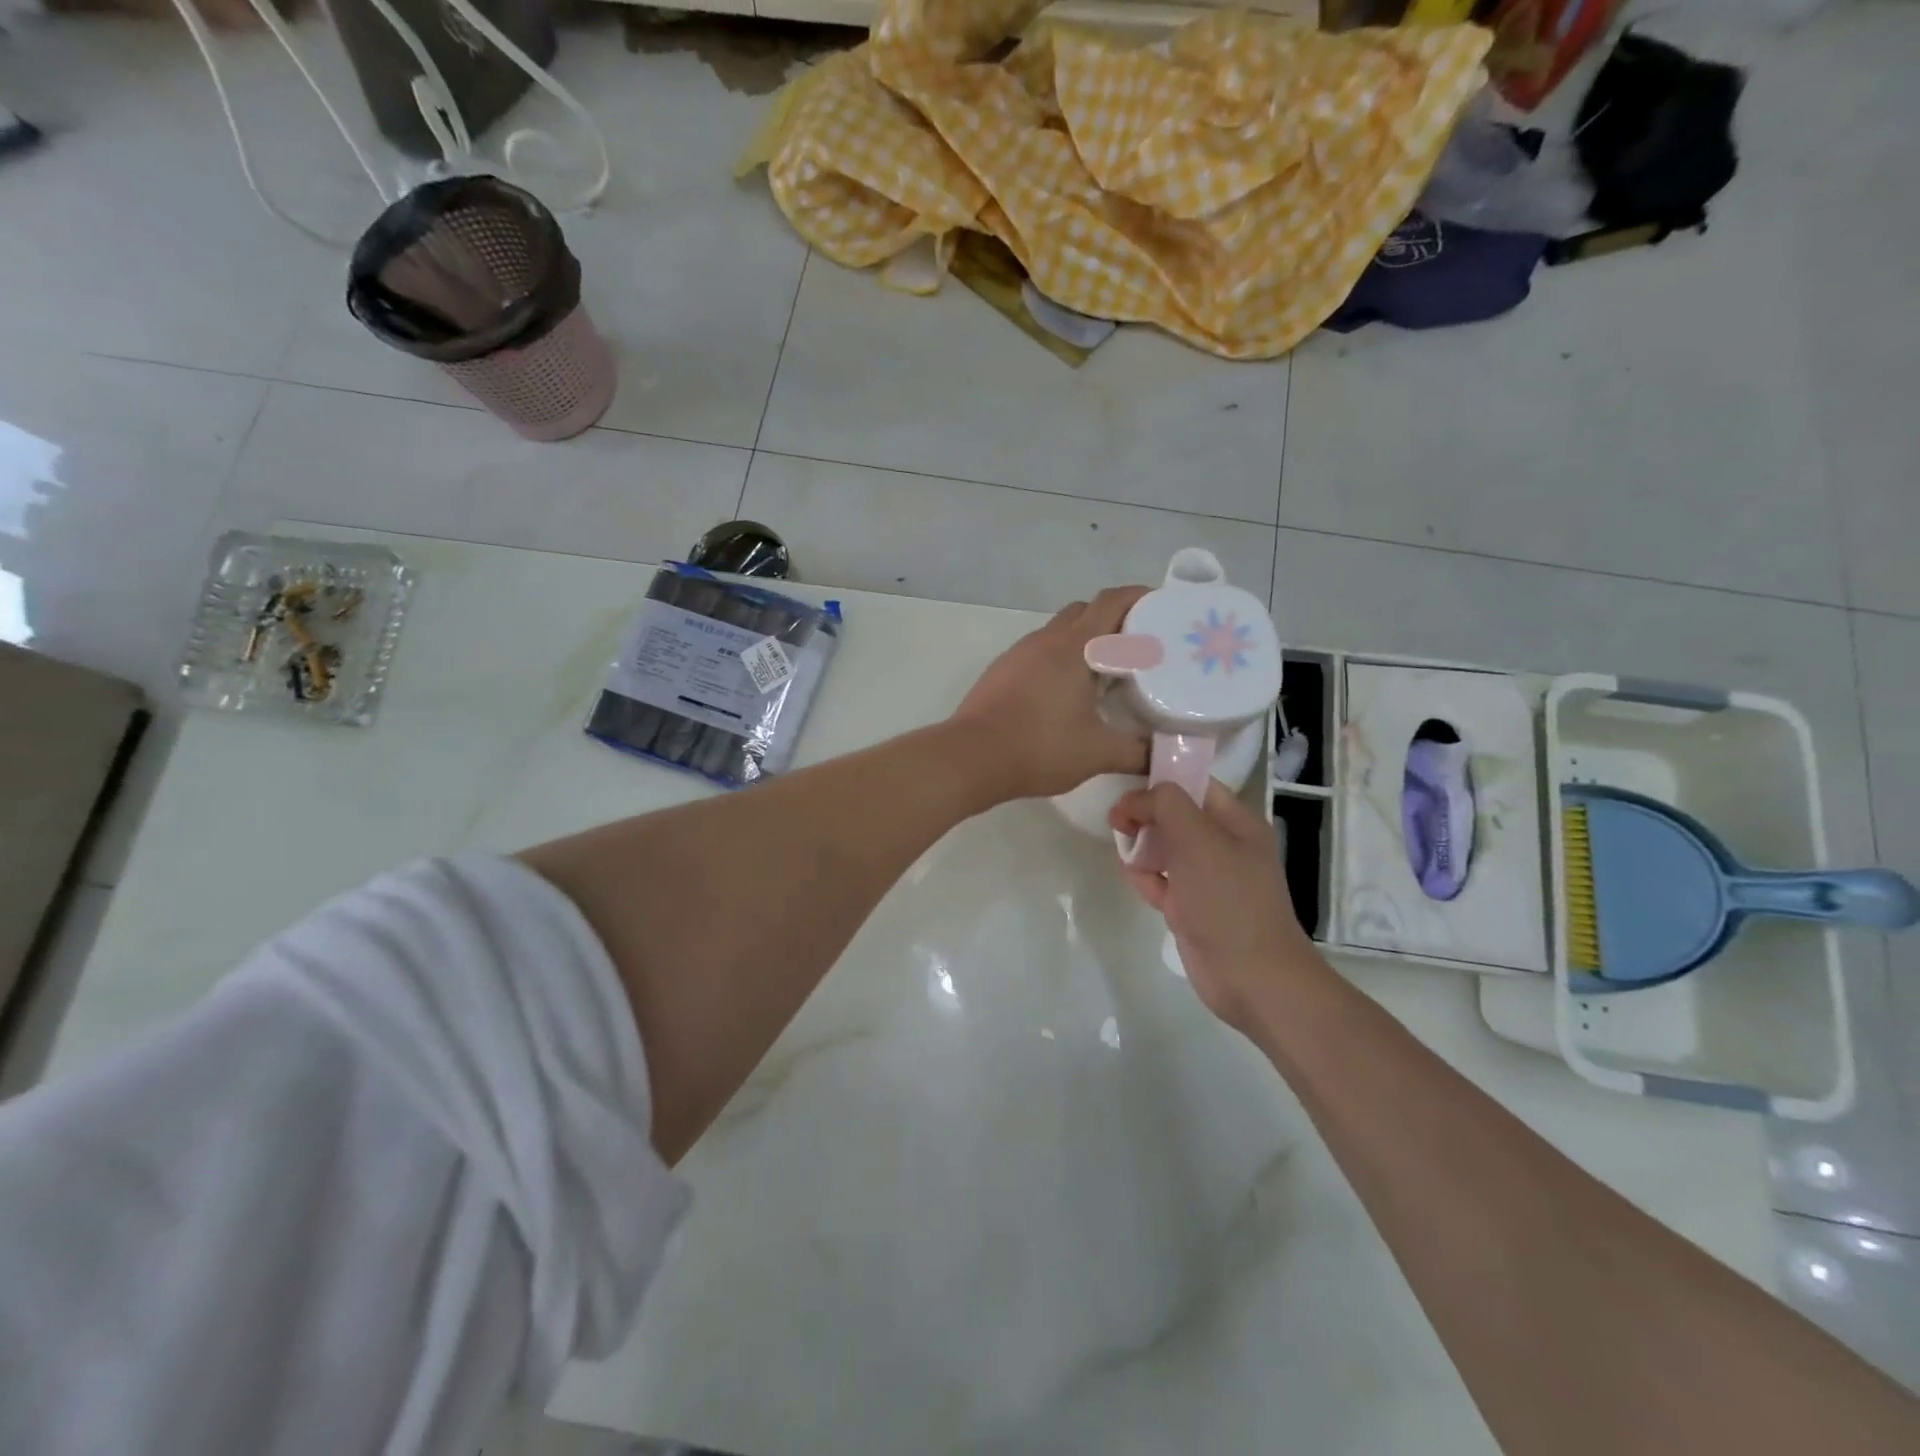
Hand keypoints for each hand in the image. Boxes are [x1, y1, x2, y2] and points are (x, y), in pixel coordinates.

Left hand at [950, 586, 1150, 801]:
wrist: (971, 758)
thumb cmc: (1039, 747)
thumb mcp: (1098, 753)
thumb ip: (1137, 752)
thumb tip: (1163, 755)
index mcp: (1073, 646)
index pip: (1110, 602)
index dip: (1138, 596)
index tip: (1162, 606)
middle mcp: (1045, 640)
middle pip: (1084, 611)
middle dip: (1113, 618)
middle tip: (1138, 644)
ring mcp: (1018, 654)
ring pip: (1058, 632)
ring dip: (1084, 641)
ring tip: (1106, 671)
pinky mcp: (1001, 672)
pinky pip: (1038, 652)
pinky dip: (1059, 659)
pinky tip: (1067, 692)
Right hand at [1109, 781, 1317, 1030]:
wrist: (1253, 977)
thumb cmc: (1228, 898)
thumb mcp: (1197, 838)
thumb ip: (1165, 804)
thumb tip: (1136, 799)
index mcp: (1236, 822)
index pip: (1194, 784)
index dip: (1159, 779)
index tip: (1124, 785)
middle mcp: (1223, 845)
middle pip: (1176, 815)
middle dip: (1145, 812)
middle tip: (1117, 820)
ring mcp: (1207, 878)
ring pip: (1165, 847)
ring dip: (1141, 842)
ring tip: (1121, 845)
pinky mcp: (1191, 908)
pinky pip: (1161, 879)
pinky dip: (1143, 874)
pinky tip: (1128, 872)